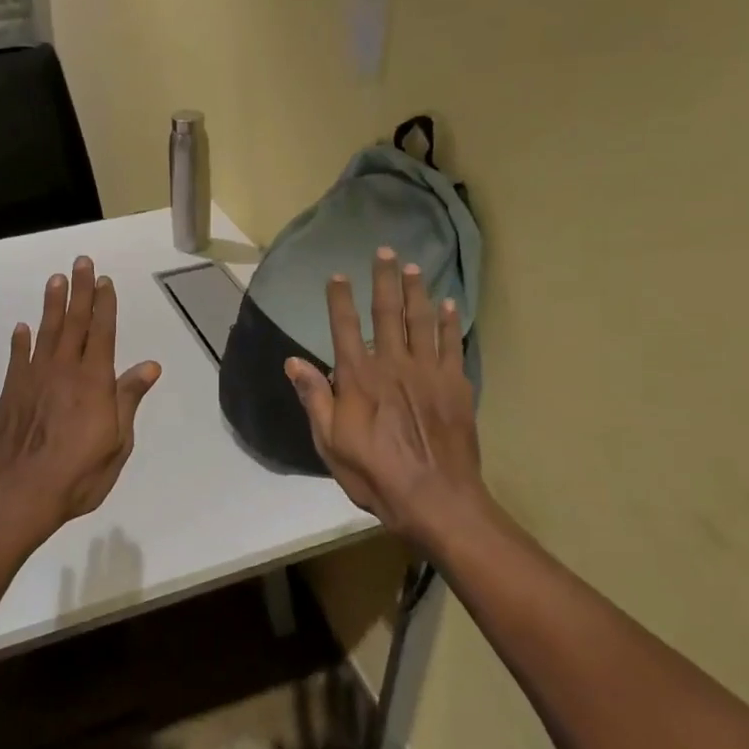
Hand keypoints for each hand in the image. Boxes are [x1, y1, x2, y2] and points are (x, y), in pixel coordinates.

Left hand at [0, 256, 161, 539]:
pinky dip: (20, 341)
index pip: (103, 333)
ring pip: (45, 332)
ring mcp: (33, 379)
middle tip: (81, 262)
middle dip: (80, 291)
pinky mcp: (11, 393)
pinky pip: (17, 358)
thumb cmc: (79, 474)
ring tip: (56, 279)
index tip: (105, 281)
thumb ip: (129, 399)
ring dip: (52, 305)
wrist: (20, 494)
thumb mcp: (118, 442)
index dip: (105, 305)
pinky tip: (22, 328)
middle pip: (74, 323)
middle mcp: (64, 370)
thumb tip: (150, 365)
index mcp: (95, 381)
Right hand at [285, 247, 489, 551]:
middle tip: (385, 251)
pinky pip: (451, 344)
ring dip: (417, 291)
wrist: (435, 497)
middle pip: (388, 313)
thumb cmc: (374, 473)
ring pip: (422, 321)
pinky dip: (450, 322)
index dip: (340, 299)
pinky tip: (449, 304)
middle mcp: (393, 364)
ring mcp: (428, 372)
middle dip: (384, 280)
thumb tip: (293, 361)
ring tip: (414, 267)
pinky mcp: (455, 385)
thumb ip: (314, 397)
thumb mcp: (330, 441)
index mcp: (359, 378)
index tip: (337, 275)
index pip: (344, 327)